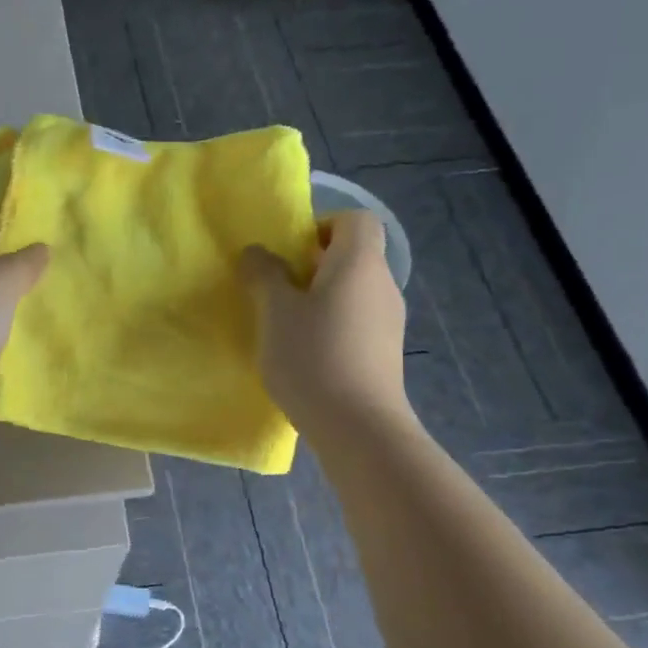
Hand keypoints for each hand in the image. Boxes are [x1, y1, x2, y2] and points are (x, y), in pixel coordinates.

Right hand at [240, 210, 410, 435]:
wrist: (358, 428)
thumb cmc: (313, 357)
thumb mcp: (275, 312)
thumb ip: (264, 275)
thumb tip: (258, 253)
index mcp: (359, 263)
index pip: (355, 220)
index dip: (322, 225)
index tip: (290, 251)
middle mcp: (382, 284)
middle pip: (353, 255)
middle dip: (313, 264)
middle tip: (277, 288)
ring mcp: (389, 321)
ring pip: (353, 291)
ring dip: (320, 297)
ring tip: (285, 324)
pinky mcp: (385, 352)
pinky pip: (357, 321)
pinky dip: (332, 324)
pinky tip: (306, 353)